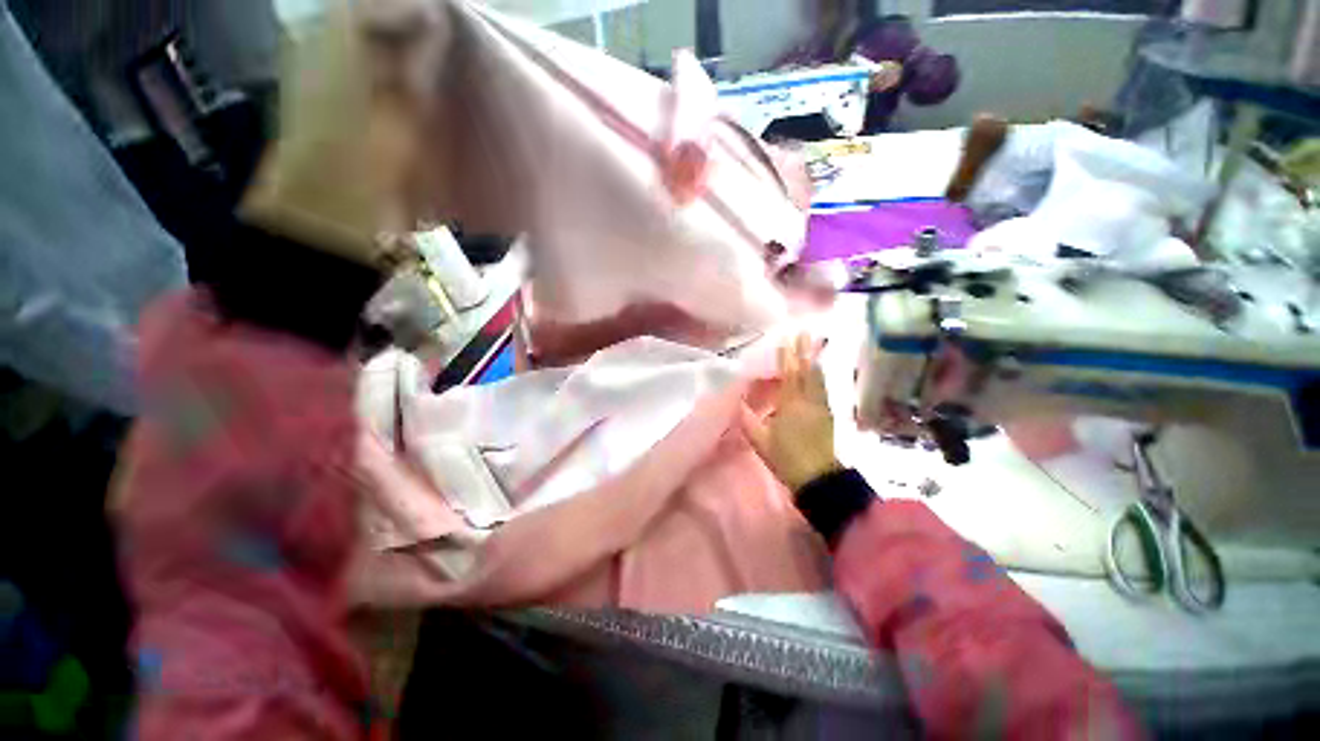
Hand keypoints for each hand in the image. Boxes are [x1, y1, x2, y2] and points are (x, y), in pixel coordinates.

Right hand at [742, 334, 840, 491]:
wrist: (818, 478)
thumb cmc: (785, 458)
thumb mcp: (760, 440)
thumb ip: (748, 419)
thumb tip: (737, 401)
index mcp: (790, 405)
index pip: (789, 375)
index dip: (787, 357)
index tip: (786, 341)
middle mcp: (808, 401)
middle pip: (806, 371)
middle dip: (804, 351)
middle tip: (804, 332)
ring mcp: (821, 408)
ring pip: (818, 378)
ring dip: (813, 361)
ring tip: (812, 346)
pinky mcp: (828, 415)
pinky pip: (822, 389)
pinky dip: (819, 376)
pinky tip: (817, 372)